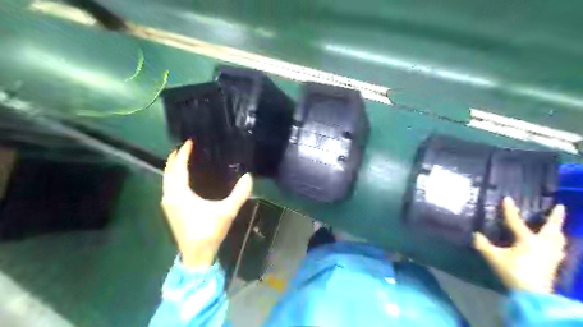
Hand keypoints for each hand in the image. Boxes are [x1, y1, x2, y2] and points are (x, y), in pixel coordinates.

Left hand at [160, 139, 251, 268]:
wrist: (196, 255)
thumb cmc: (209, 232)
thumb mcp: (227, 212)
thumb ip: (239, 194)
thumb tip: (249, 177)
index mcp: (180, 194)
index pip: (178, 168)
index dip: (183, 153)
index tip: (189, 142)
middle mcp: (170, 196)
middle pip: (168, 171)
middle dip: (174, 157)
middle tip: (185, 147)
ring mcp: (168, 204)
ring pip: (166, 179)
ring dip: (172, 167)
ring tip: (183, 158)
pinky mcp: (170, 210)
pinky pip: (168, 186)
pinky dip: (173, 177)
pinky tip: (182, 178)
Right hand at [473, 197, 564, 292]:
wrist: (534, 294)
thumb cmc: (513, 272)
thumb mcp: (494, 257)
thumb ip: (483, 245)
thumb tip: (475, 234)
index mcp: (528, 240)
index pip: (516, 222)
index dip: (510, 210)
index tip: (507, 198)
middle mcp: (544, 244)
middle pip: (551, 228)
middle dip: (555, 217)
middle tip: (559, 206)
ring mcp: (552, 255)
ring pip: (559, 239)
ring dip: (559, 230)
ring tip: (558, 227)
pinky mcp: (555, 264)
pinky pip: (560, 249)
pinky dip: (559, 244)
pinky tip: (558, 246)